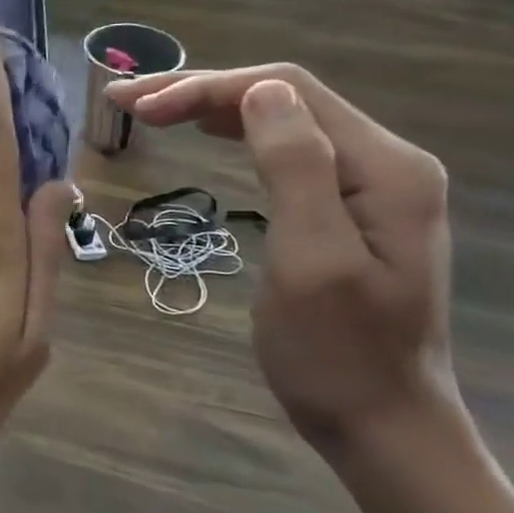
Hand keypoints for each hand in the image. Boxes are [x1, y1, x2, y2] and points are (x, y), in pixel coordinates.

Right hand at [107, 66, 468, 463]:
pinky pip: (287, 150)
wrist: (382, 423)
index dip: (207, 88)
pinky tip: (206, 134)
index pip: (286, 92)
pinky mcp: (348, 208)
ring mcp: (370, 185)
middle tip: (127, 101)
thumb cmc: (337, 354)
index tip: (139, 109)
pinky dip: (237, 135)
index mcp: (385, 168)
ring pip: (282, 120)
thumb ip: (296, 168)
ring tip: (150, 110)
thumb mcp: (312, 260)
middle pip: (284, 98)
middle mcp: (386, 162)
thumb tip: (259, 91)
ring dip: (213, 108)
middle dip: (201, 91)